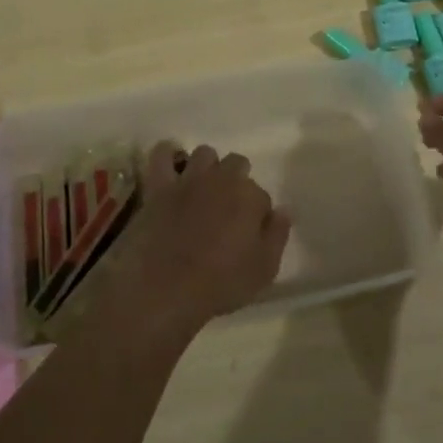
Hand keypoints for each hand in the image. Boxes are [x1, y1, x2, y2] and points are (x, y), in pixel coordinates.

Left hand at [92, 142, 291, 348]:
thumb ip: (277, 235)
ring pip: (204, 153)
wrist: (163, 289)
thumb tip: (284, 210)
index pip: (262, 195)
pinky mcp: (158, 185)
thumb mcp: (263, 270)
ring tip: (202, 191)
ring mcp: (188, 179)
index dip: (257, 214)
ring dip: (207, 167)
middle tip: (227, 210)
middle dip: (236, 181)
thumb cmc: (219, 284)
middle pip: (237, 164)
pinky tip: (172, 170)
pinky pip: (162, 154)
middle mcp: (222, 178)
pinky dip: (168, 156)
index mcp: (250, 196)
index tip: (249, 232)